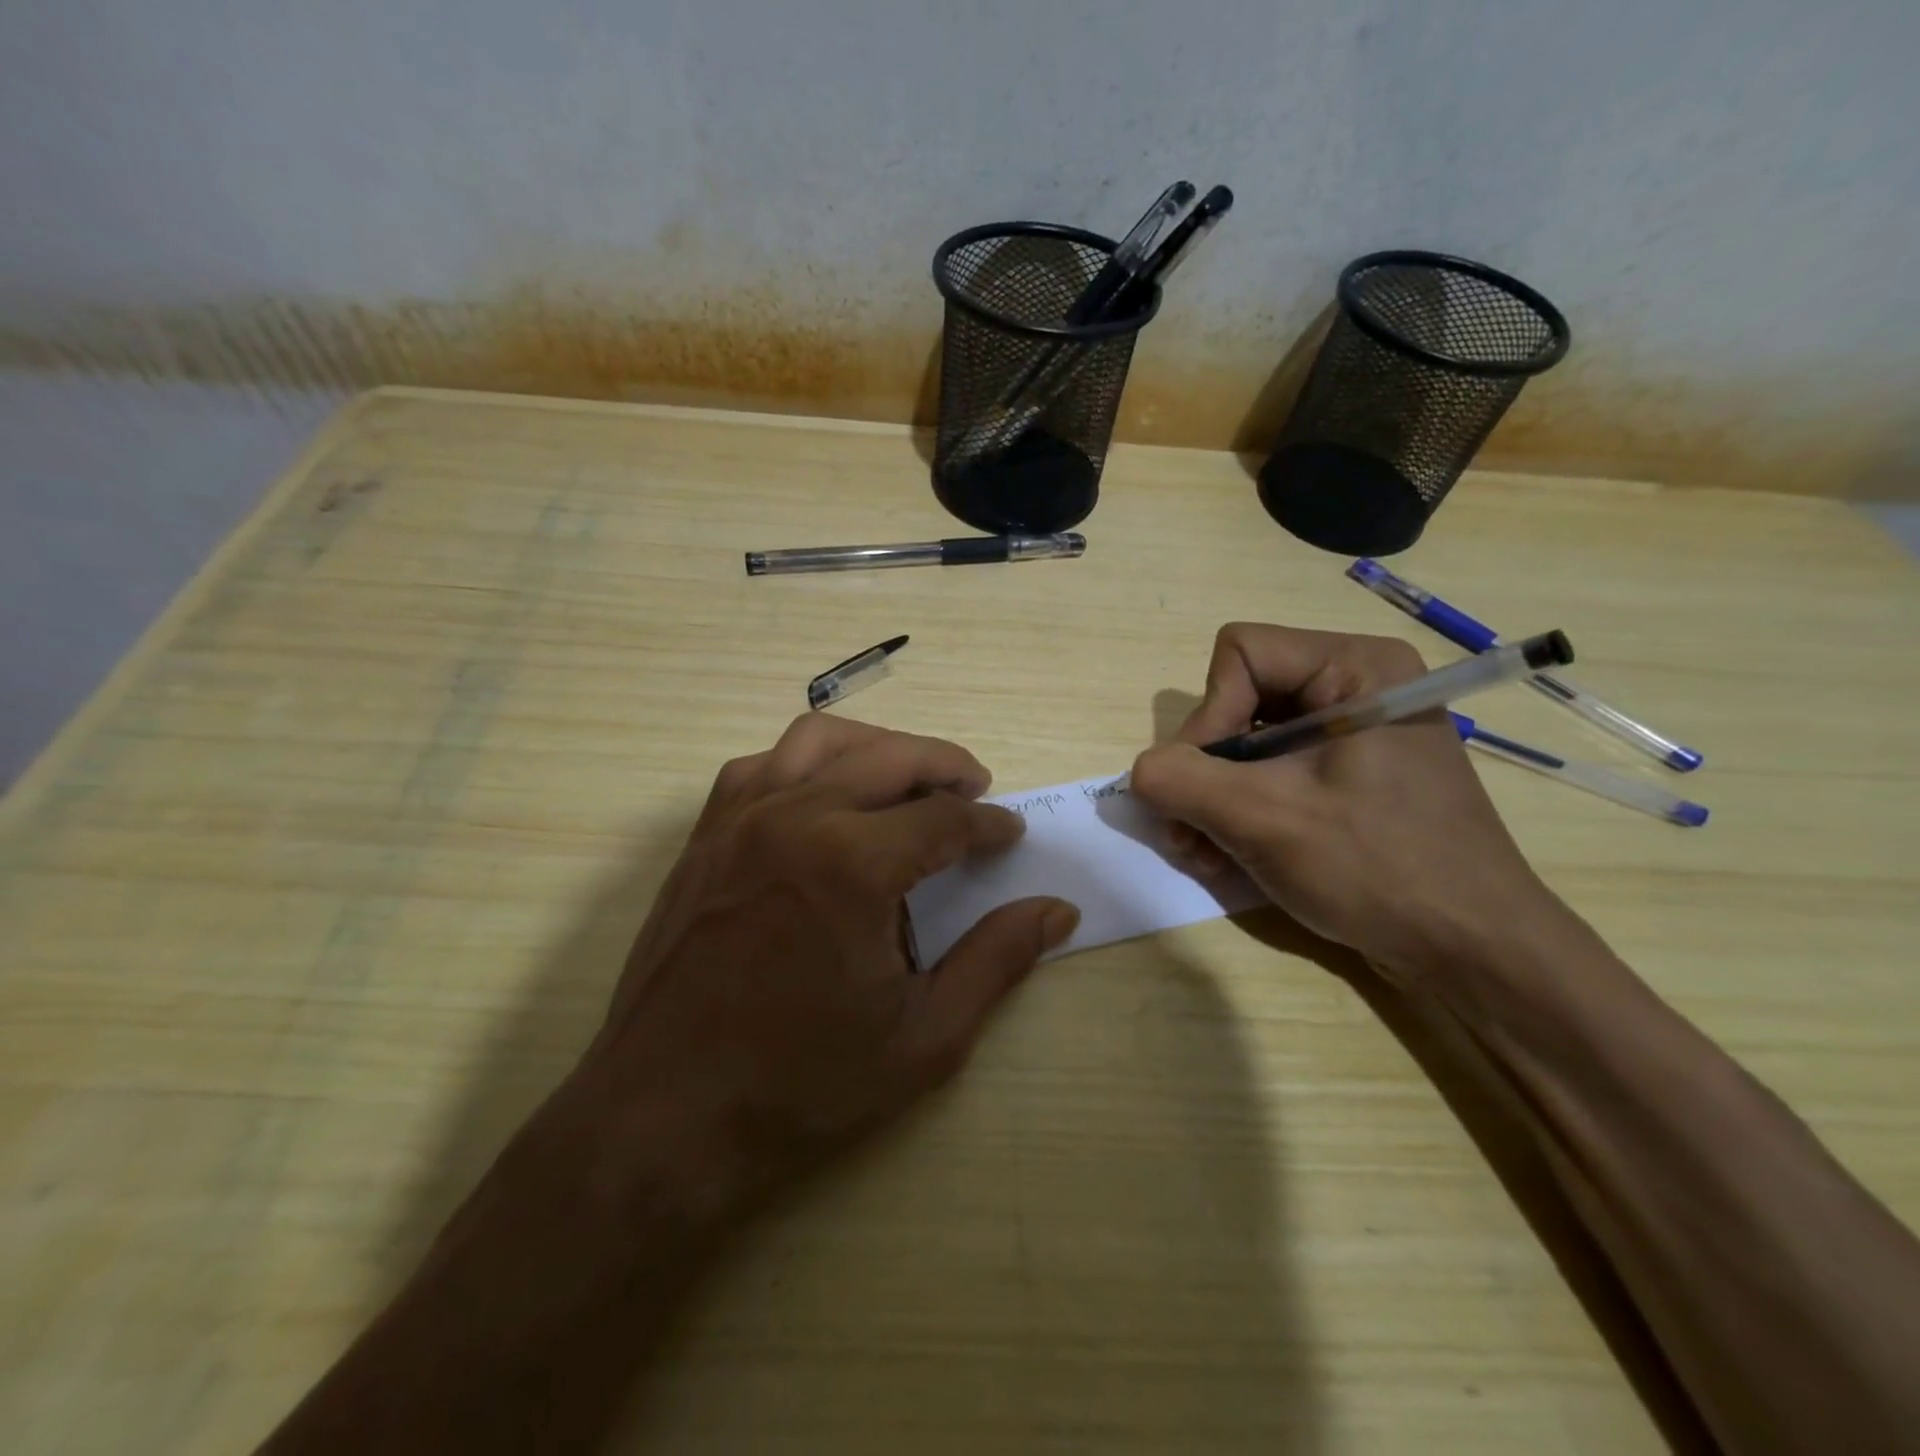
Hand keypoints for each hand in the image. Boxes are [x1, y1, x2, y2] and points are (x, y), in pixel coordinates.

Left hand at [550, 714, 1078, 1229]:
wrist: (664, 1119)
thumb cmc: (801, 1085)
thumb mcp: (923, 1037)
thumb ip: (997, 960)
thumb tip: (1058, 911)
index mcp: (853, 864)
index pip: (943, 818)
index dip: (987, 824)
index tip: (1009, 835)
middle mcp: (795, 817)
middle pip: (890, 756)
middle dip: (946, 765)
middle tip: (976, 790)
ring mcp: (740, 820)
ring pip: (821, 739)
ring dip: (877, 747)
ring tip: (907, 778)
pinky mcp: (705, 836)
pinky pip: (762, 764)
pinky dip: (808, 762)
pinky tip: (825, 796)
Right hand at [1130, 622, 1560, 981]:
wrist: (1473, 952)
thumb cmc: (1379, 869)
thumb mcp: (1264, 820)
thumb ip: (1181, 781)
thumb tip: (1140, 771)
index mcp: (1354, 666)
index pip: (1239, 655)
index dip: (1208, 716)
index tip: (1208, 785)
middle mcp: (1354, 685)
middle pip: (1237, 700)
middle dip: (1204, 772)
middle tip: (1188, 835)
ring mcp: (1352, 733)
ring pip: (1245, 743)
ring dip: (1212, 800)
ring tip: (1206, 855)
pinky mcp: (1347, 775)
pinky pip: (1270, 773)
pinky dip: (1240, 812)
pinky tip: (1231, 858)